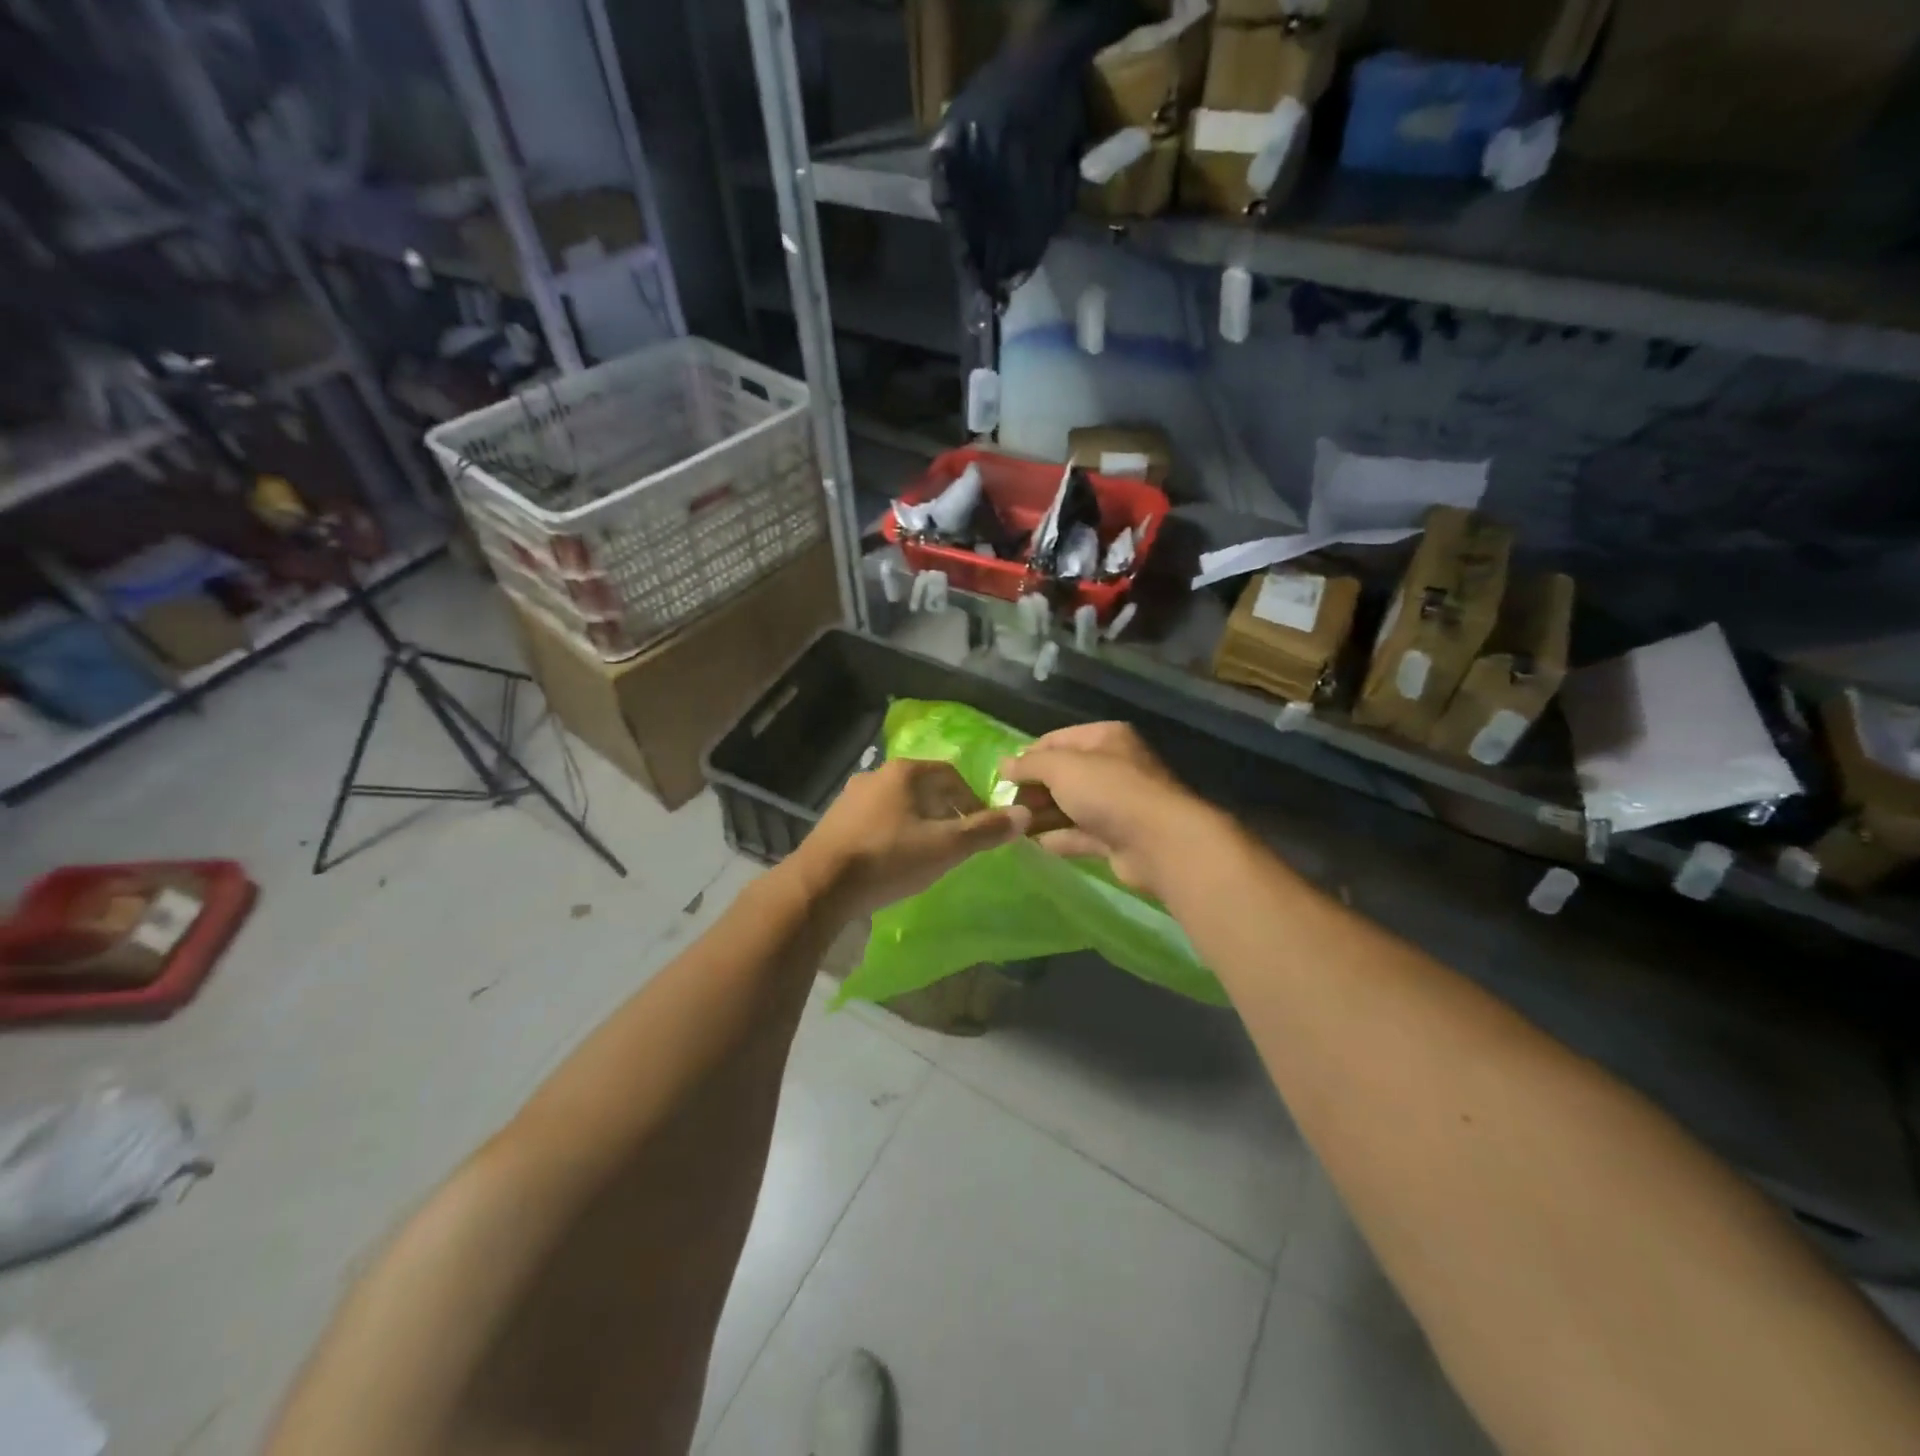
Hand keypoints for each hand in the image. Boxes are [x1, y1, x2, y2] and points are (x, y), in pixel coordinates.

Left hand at [795, 757, 1031, 918]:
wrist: (820, 885)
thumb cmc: (888, 859)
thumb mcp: (944, 848)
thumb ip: (985, 831)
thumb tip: (1024, 815)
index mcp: (904, 772)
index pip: (951, 776)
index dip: (972, 801)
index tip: (980, 829)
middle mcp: (876, 775)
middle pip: (924, 788)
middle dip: (945, 812)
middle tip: (957, 842)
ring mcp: (851, 796)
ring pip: (898, 804)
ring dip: (918, 822)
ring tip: (928, 852)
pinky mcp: (835, 820)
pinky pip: (876, 819)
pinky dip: (893, 832)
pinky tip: (894, 859)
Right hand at [999, 722, 1214, 897]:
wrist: (1157, 842)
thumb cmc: (1108, 791)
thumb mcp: (1061, 767)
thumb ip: (1029, 764)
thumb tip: (1003, 765)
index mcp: (1106, 738)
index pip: (1057, 740)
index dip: (1028, 756)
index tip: (1003, 777)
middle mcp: (1113, 766)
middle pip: (1063, 774)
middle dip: (1034, 789)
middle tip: (1006, 805)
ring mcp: (1117, 804)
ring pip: (1071, 806)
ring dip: (1043, 815)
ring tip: (1013, 826)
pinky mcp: (1117, 837)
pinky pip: (1080, 834)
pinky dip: (1058, 838)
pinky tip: (1033, 844)